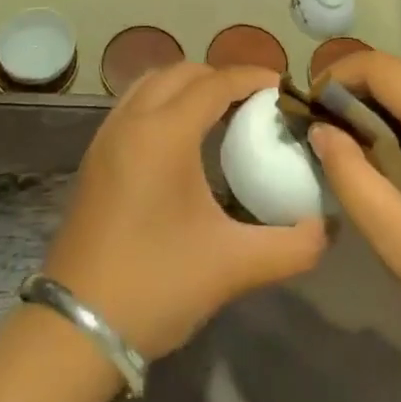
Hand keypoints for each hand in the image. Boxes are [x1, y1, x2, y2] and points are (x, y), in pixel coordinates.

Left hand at [43, 64, 325, 358]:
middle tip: (254, 102)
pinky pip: (133, 105)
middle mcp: (132, 120)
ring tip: (220, 113)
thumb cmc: (156, 285)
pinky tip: (181, 139)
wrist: (75, 328)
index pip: (214, 83)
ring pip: (151, 83)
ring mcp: (106, 136)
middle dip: (220, 77)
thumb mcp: (233, 266)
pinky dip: (162, 102)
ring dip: (187, 85)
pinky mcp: (94, 157)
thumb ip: (290, 245)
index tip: (281, 85)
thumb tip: (325, 227)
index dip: (250, 77)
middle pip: (181, 73)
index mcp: (164, 133)